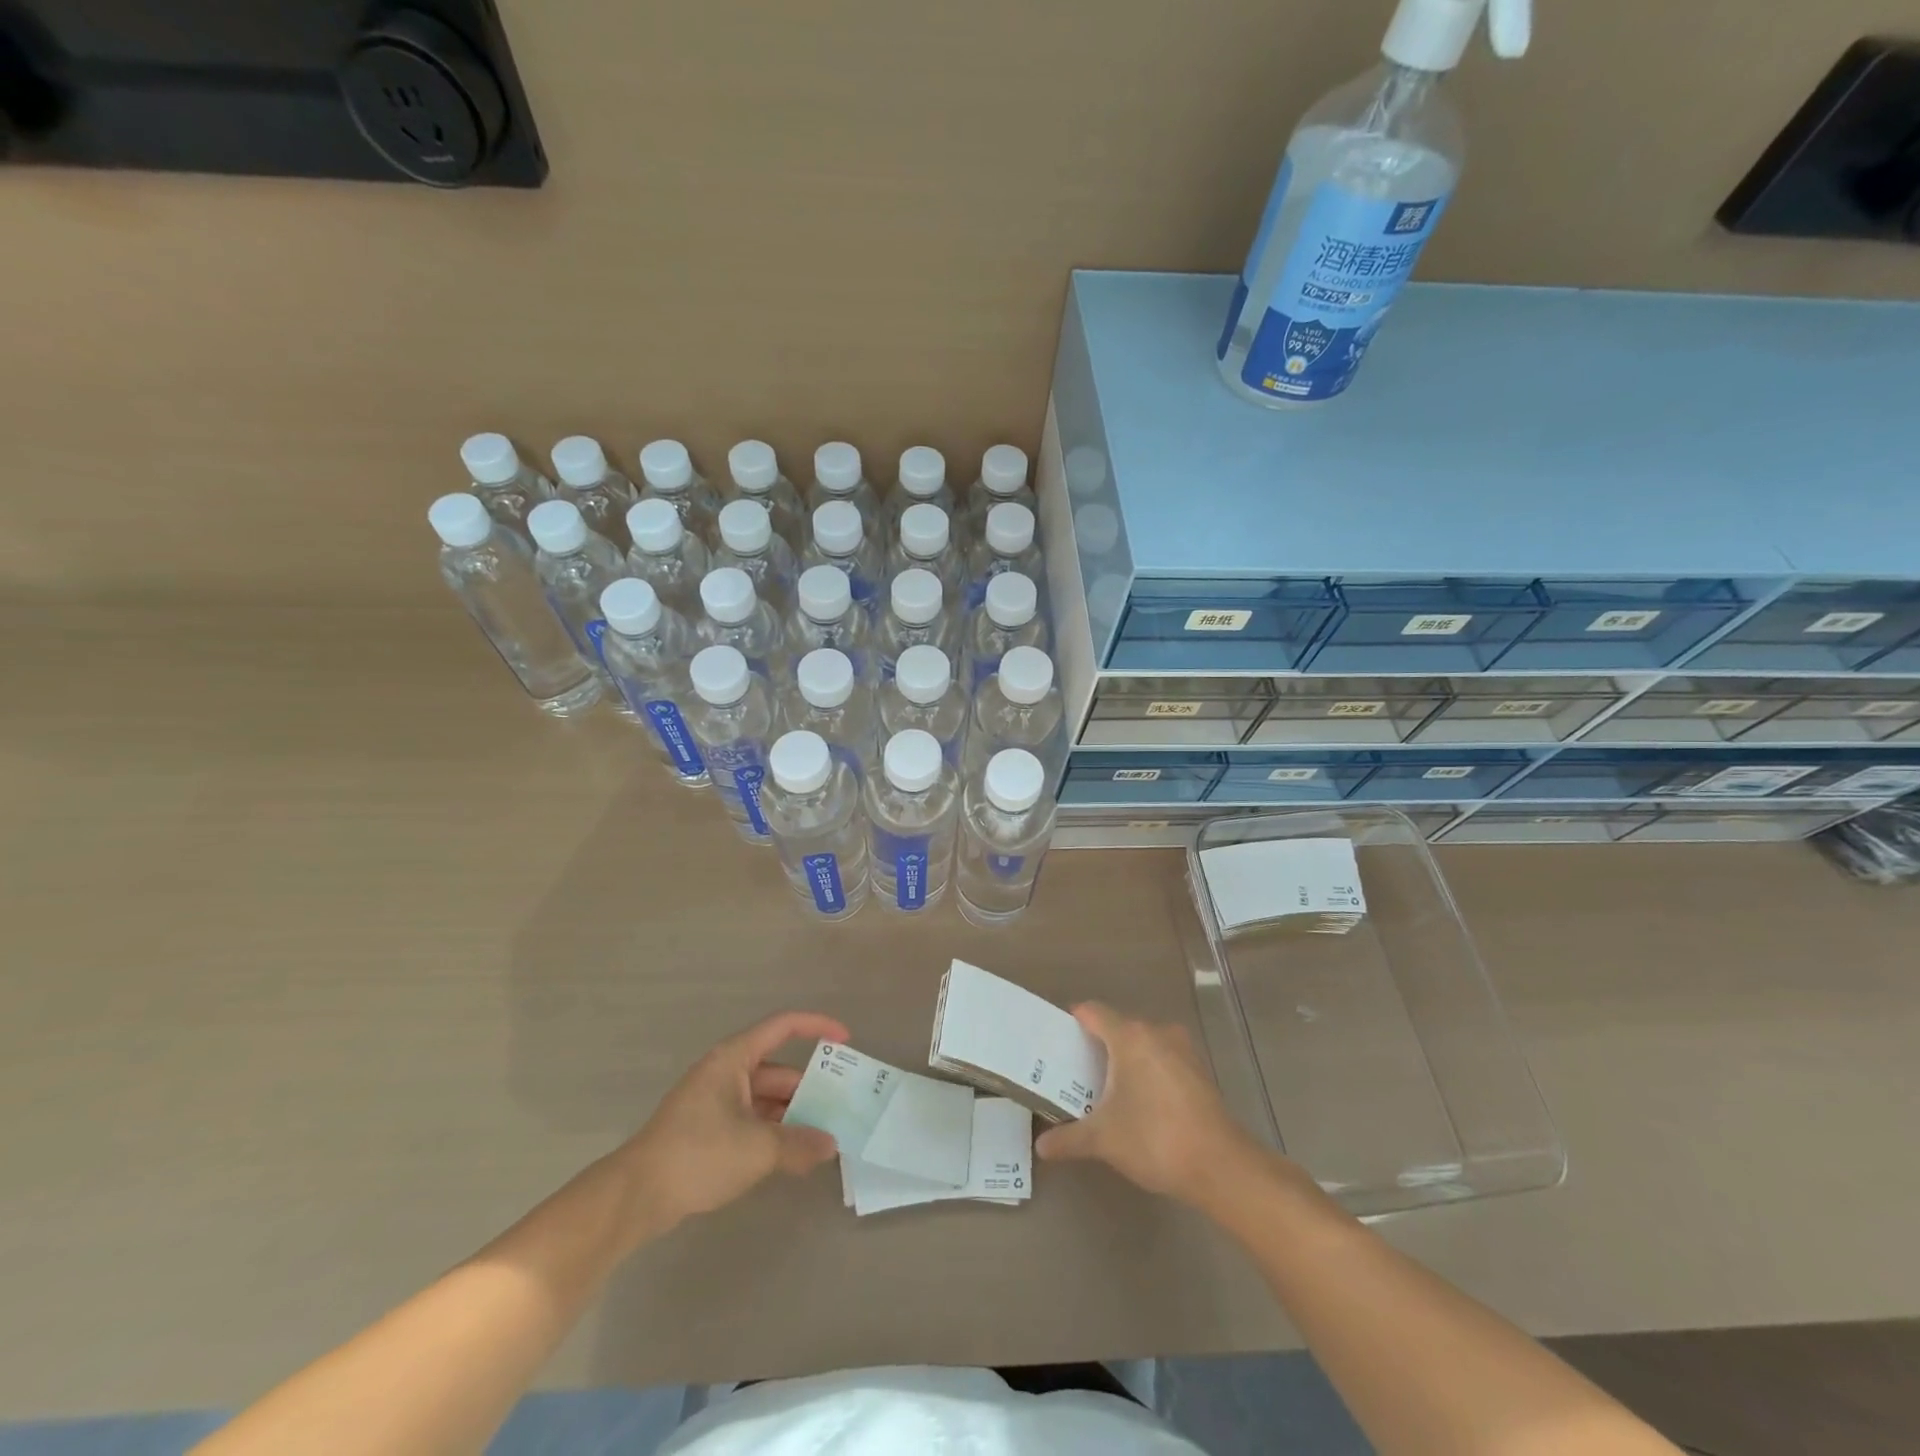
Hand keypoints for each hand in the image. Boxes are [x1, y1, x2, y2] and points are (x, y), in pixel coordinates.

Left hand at [621, 1010, 848, 1227]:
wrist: (635, 1196)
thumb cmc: (698, 1154)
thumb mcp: (758, 1149)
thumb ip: (799, 1144)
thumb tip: (830, 1146)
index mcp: (734, 1058)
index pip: (783, 1026)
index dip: (817, 1027)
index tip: (845, 1040)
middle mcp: (725, 1072)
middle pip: (777, 1070)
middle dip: (809, 1088)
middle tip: (841, 1107)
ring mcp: (714, 1102)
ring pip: (765, 1099)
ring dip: (792, 1116)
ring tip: (822, 1138)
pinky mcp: (706, 1131)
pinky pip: (751, 1121)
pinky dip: (773, 1133)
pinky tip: (791, 1157)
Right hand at [1035, 1002, 1260, 1204]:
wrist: (1221, 1166)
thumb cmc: (1154, 1139)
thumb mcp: (1103, 1140)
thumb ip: (1069, 1138)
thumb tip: (1042, 1147)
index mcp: (1129, 1036)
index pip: (1093, 1012)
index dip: (1073, 1022)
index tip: (1058, 1041)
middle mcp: (1156, 1032)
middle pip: (1118, 1026)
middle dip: (1097, 1046)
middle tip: (1076, 1072)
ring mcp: (1183, 1049)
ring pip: (1143, 1043)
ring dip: (1125, 1060)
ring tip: (1106, 1089)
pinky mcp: (1200, 1071)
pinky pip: (1163, 1059)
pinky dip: (1148, 1072)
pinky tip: (1141, 1102)